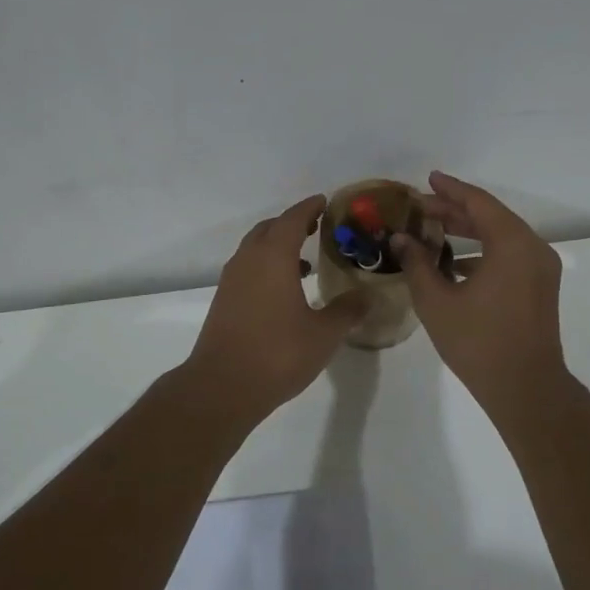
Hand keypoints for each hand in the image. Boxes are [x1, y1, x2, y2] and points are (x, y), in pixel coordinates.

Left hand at [186, 195, 368, 416]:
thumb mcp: (324, 334)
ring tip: (304, 261)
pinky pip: (248, 268)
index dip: (310, 208)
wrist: (222, 386)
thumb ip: (347, 311)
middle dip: (292, 223)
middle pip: (270, 228)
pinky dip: (266, 266)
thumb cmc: (277, 353)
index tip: (325, 202)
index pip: (292, 219)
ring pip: (255, 249)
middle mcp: (249, 260)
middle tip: (317, 227)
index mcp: (273, 257)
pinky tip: (283, 291)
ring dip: (277, 246)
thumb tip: (366, 296)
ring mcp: (232, 280)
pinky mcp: (224, 301)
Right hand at [393, 171, 567, 408]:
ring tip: (434, 230)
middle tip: (422, 206)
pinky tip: (455, 263)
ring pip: (502, 237)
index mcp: (512, 244)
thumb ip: (417, 263)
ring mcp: (541, 269)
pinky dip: (484, 252)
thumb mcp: (437, 301)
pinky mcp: (540, 288)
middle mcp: (533, 248)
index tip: (427, 180)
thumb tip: (400, 240)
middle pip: (491, 217)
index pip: (478, 203)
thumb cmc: (479, 342)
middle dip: (456, 210)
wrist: (526, 388)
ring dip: (469, 231)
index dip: (450, 190)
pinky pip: (510, 256)